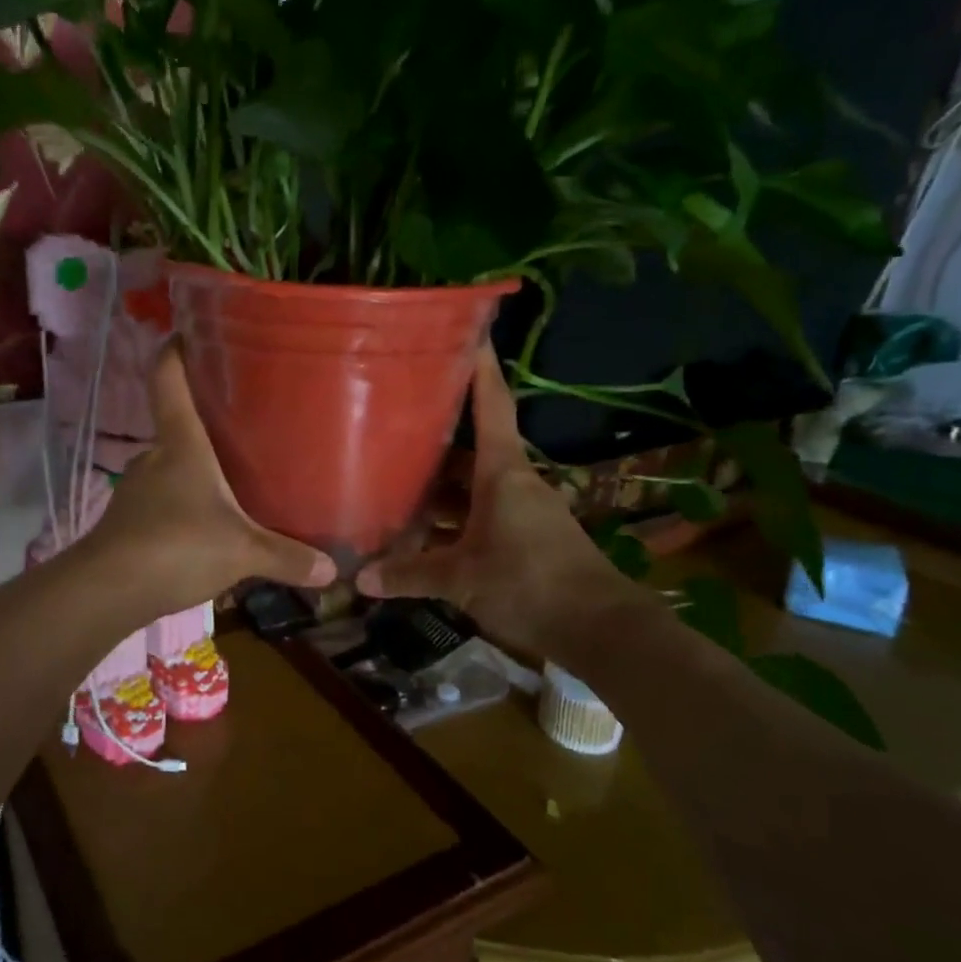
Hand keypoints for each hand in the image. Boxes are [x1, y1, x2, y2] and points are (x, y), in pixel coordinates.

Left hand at [84, 345, 336, 616]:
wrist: (107, 590)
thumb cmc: (177, 546)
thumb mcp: (242, 551)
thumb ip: (287, 557)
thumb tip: (332, 570)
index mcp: (181, 444)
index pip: (168, 379)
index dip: (174, 350)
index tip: (187, 331)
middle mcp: (156, 457)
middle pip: (177, 422)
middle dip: (205, 418)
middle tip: (244, 419)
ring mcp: (138, 489)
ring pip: (172, 465)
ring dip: (196, 467)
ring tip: (234, 474)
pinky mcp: (131, 521)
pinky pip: (165, 500)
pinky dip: (185, 503)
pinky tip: (207, 524)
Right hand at [356, 344, 645, 656]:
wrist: (601, 630)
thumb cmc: (529, 583)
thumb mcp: (461, 579)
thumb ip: (410, 574)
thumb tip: (359, 579)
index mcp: (502, 472)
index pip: (491, 404)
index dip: (479, 366)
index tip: (466, 331)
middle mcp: (512, 481)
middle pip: (470, 449)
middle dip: (433, 438)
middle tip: (389, 424)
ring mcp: (520, 511)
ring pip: (471, 487)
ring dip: (438, 489)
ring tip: (392, 483)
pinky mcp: (523, 539)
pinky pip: (479, 516)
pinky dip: (452, 521)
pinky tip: (421, 535)